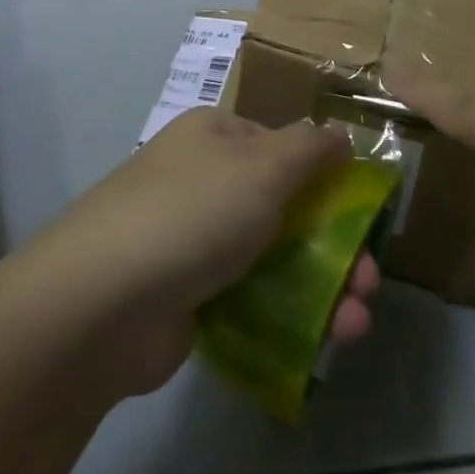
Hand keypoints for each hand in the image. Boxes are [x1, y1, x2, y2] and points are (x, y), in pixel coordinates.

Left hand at [22, 109, 381, 397]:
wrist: (104, 300)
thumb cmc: (194, 213)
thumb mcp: (264, 167)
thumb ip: (310, 149)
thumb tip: (339, 132)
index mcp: (216, 137)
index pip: (284, 147)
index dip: (327, 179)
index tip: (363, 217)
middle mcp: (204, 180)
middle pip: (286, 206)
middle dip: (335, 245)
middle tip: (370, 284)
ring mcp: (194, 239)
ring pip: (273, 257)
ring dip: (322, 288)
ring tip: (354, 326)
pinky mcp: (188, 294)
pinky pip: (249, 297)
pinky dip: (287, 316)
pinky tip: (321, 341)